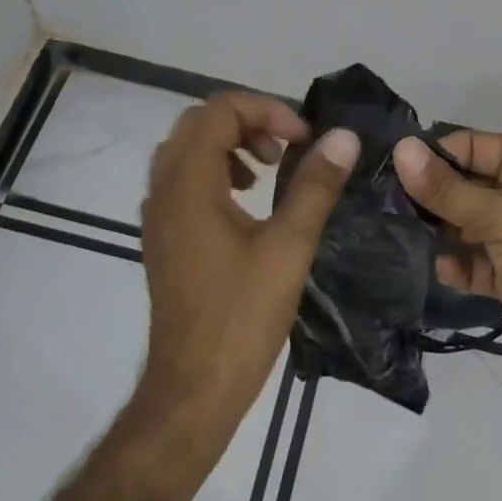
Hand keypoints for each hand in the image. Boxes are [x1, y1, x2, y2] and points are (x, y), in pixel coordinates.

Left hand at [137, 93, 357, 435]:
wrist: (193, 390)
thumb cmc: (241, 317)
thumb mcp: (289, 246)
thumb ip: (316, 185)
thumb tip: (343, 137)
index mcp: (189, 184)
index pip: (220, 110)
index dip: (267, 111)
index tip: (304, 140)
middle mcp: (164, 190)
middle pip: (200, 122)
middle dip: (249, 122)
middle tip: (288, 148)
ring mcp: (158, 215)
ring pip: (188, 149)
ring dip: (231, 144)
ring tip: (270, 170)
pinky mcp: (163, 237)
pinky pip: (183, 179)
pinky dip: (216, 171)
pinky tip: (248, 202)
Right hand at [393, 131, 501, 398]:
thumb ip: (447, 189)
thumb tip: (401, 149)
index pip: (474, 146)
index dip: (436, 155)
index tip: (392, 169)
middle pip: (466, 185)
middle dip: (432, 196)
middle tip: (386, 205)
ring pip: (466, 224)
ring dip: (440, 232)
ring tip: (402, 237)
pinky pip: (473, 261)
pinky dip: (457, 265)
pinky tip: (443, 271)